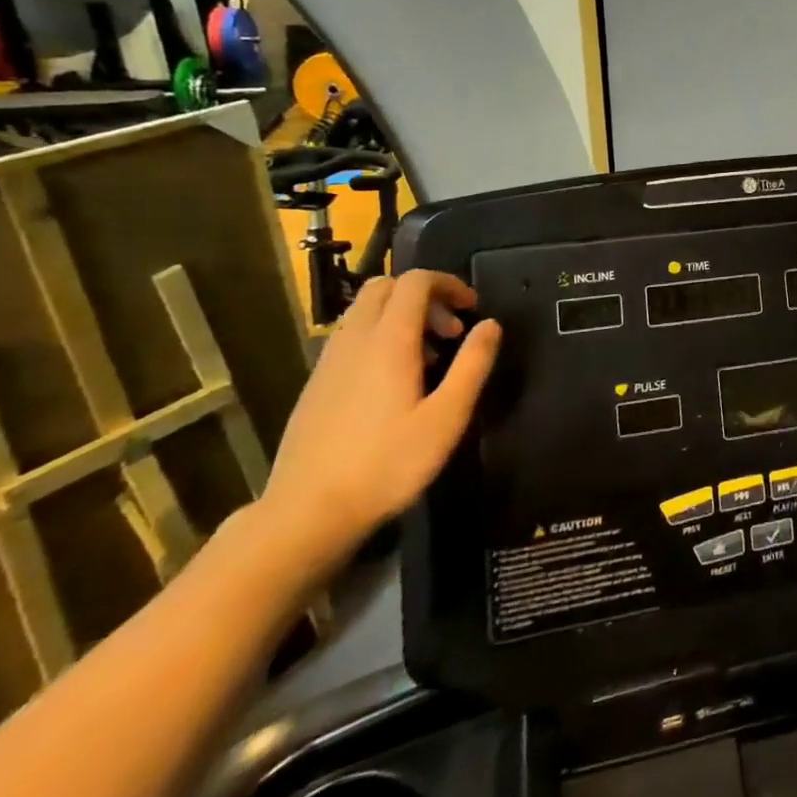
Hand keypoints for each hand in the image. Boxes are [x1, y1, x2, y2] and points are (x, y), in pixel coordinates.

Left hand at [254, 270, 500, 578]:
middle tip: (452, 330)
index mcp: (388, 341)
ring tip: (431, 358)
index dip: (449, 284)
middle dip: (425, 296)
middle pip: (385, 287)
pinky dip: (380, 338)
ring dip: (402, 317)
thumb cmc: (387, 464)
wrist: (306, 514)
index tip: (473, 308)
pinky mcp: (316, 384)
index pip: (415, 282)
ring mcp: (329, 362)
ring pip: (365, 312)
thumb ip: (473, 365)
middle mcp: (354, 340)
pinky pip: (352, 338)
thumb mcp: (447, 417)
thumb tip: (491, 324)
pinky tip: (396, 382)